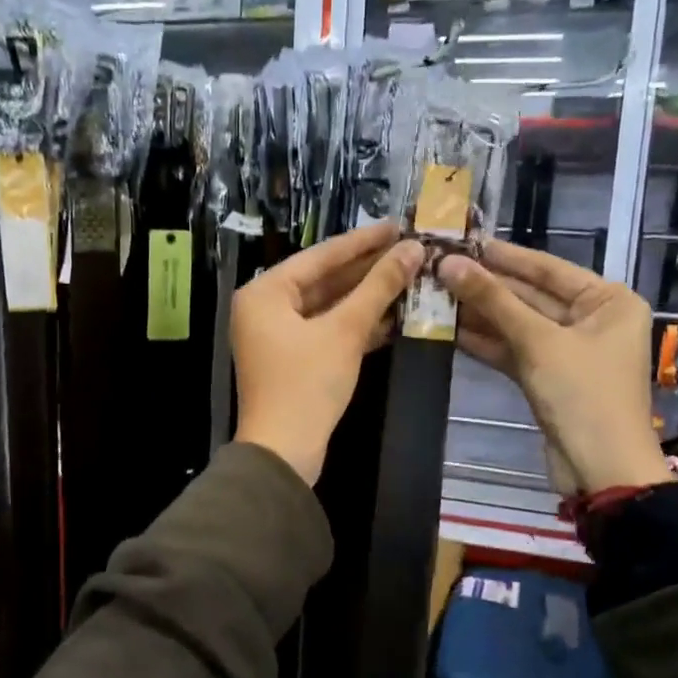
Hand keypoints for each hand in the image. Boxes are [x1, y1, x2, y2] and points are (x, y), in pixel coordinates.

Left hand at [232, 222, 422, 484]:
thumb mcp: (345, 331)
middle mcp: (265, 307)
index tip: (398, 225)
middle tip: (409, 251)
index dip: (362, 241)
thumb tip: (413, 250)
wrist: (284, 453)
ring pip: (328, 307)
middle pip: (324, 280)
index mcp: (265, 292)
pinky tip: (393, 316)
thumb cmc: (307, 384)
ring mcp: (277, 335)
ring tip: (409, 279)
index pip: (320, 256)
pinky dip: (356, 325)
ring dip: (366, 298)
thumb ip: (378, 287)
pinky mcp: (293, 360)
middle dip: (367, 270)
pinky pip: (326, 330)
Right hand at [438, 241, 669, 495]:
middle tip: (438, 268)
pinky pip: (514, 349)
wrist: (601, 469)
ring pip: (518, 324)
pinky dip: (486, 342)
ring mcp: (568, 350)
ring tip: (434, 294)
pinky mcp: (548, 376)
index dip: (502, 255)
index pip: (547, 268)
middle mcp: (592, 319)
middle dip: (485, 286)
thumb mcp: (538, 342)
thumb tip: (448, 263)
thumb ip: (493, 301)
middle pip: (530, 295)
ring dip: (479, 314)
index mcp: (608, 301)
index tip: (462, 240)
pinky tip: (448, 329)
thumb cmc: (583, 394)